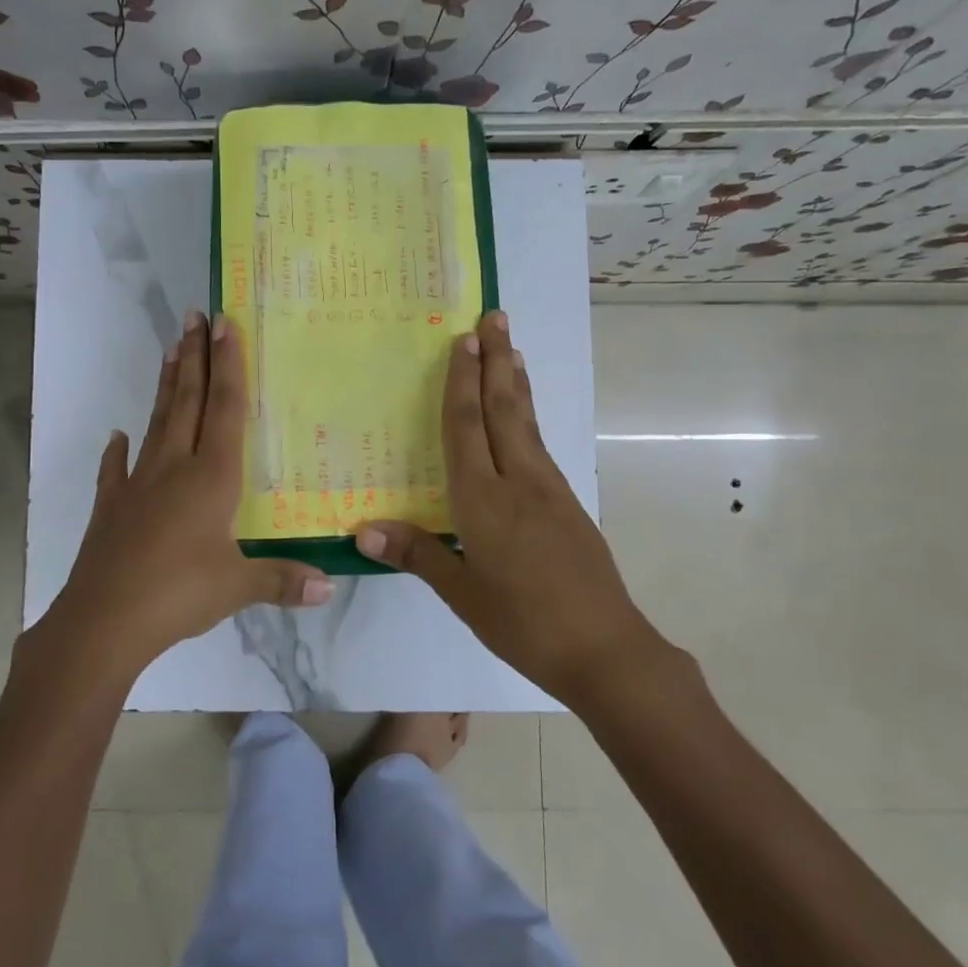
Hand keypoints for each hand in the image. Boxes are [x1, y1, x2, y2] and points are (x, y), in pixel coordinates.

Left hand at [40, 311, 332, 678]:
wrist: (102, 622)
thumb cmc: (178, 595)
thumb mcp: (237, 588)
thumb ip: (283, 580)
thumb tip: (331, 585)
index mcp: (210, 478)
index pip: (223, 409)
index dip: (227, 365)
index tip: (224, 324)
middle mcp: (174, 468)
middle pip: (188, 402)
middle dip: (195, 357)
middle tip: (194, 316)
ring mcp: (138, 485)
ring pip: (157, 424)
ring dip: (167, 386)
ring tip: (170, 350)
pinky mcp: (112, 507)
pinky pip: (117, 470)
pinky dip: (119, 451)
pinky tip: (118, 436)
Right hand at [355, 311, 670, 707]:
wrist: (605, 650)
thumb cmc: (523, 622)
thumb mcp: (462, 594)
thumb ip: (417, 553)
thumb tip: (362, 530)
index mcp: (484, 501)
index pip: (467, 428)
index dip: (462, 383)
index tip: (463, 340)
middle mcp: (519, 482)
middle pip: (505, 409)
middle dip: (496, 360)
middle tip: (495, 316)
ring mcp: (550, 490)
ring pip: (527, 423)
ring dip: (516, 382)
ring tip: (511, 349)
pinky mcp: (568, 504)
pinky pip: (540, 445)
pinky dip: (528, 416)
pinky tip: (524, 417)